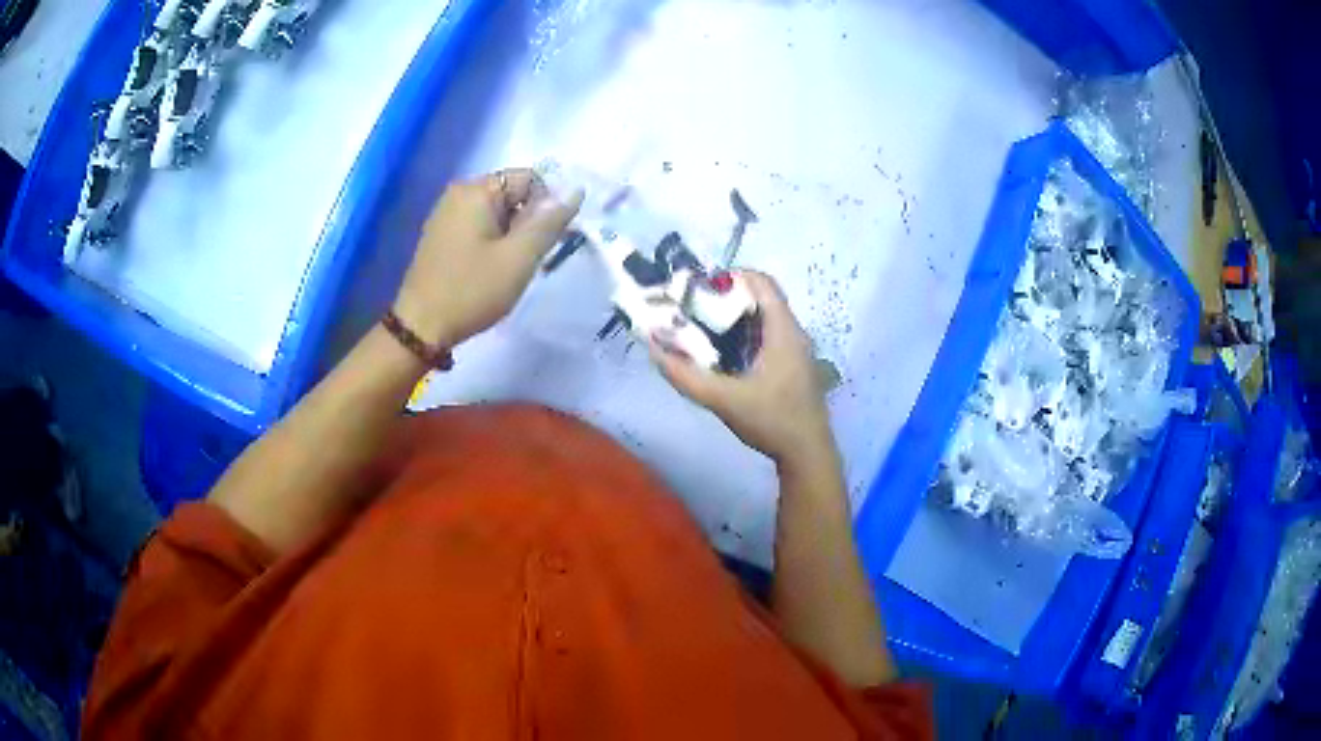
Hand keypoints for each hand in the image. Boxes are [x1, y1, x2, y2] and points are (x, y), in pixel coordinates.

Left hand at [392, 169, 582, 346]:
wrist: (420, 328)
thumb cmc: (471, 290)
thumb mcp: (519, 258)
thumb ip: (549, 221)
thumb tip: (575, 190)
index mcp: (477, 190)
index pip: (530, 178)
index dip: (547, 206)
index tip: (546, 241)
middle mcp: (459, 193)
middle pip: (513, 194)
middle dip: (529, 222)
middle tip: (527, 259)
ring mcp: (447, 214)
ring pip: (498, 213)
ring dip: (513, 235)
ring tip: (509, 267)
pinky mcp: (442, 235)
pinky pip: (480, 226)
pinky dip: (494, 242)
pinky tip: (491, 269)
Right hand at [650, 271, 834, 470]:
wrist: (807, 453)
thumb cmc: (771, 420)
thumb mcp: (723, 399)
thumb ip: (686, 376)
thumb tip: (654, 350)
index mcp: (783, 330)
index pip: (761, 282)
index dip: (731, 276)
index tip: (700, 289)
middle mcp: (794, 332)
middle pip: (761, 298)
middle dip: (726, 298)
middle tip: (694, 309)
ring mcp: (797, 350)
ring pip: (764, 319)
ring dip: (735, 318)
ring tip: (703, 329)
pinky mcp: (794, 365)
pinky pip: (768, 336)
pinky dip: (745, 335)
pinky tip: (725, 355)